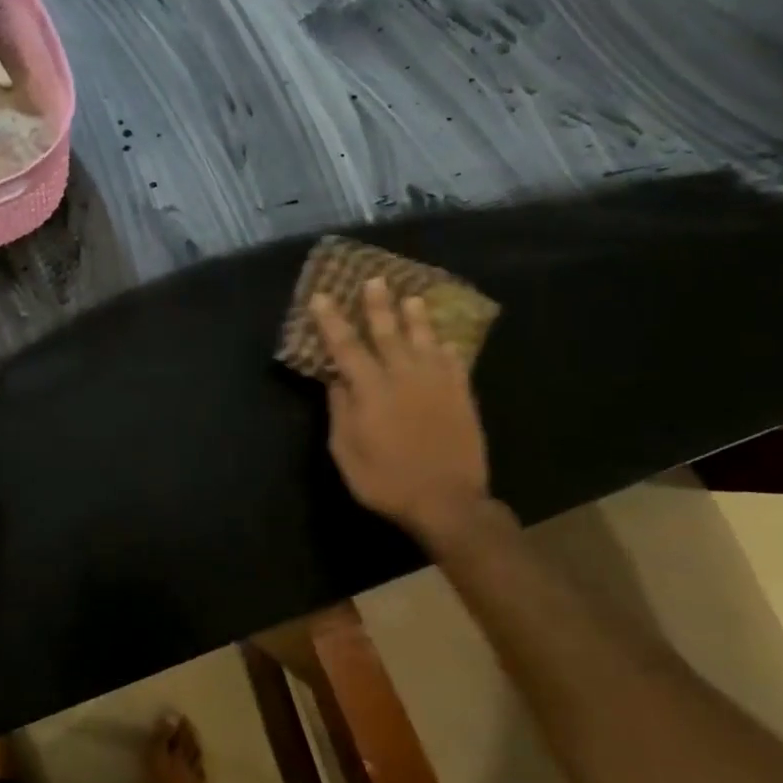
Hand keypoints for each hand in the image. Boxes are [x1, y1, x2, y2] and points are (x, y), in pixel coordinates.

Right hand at [312, 279, 490, 544]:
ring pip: (424, 341)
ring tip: (412, 297)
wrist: (447, 502)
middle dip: (377, 306)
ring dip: (415, 318)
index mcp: (370, 390)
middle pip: (387, 333)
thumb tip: (337, 380)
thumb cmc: (386, 480)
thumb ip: (340, 411)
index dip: (331, 321)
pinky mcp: (461, 396)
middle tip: (374, 280)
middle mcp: (403, 377)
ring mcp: (436, 385)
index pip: (345, 347)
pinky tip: (442, 340)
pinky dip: (445, 347)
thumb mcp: (346, 452)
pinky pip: (453, 362)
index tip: (322, 297)